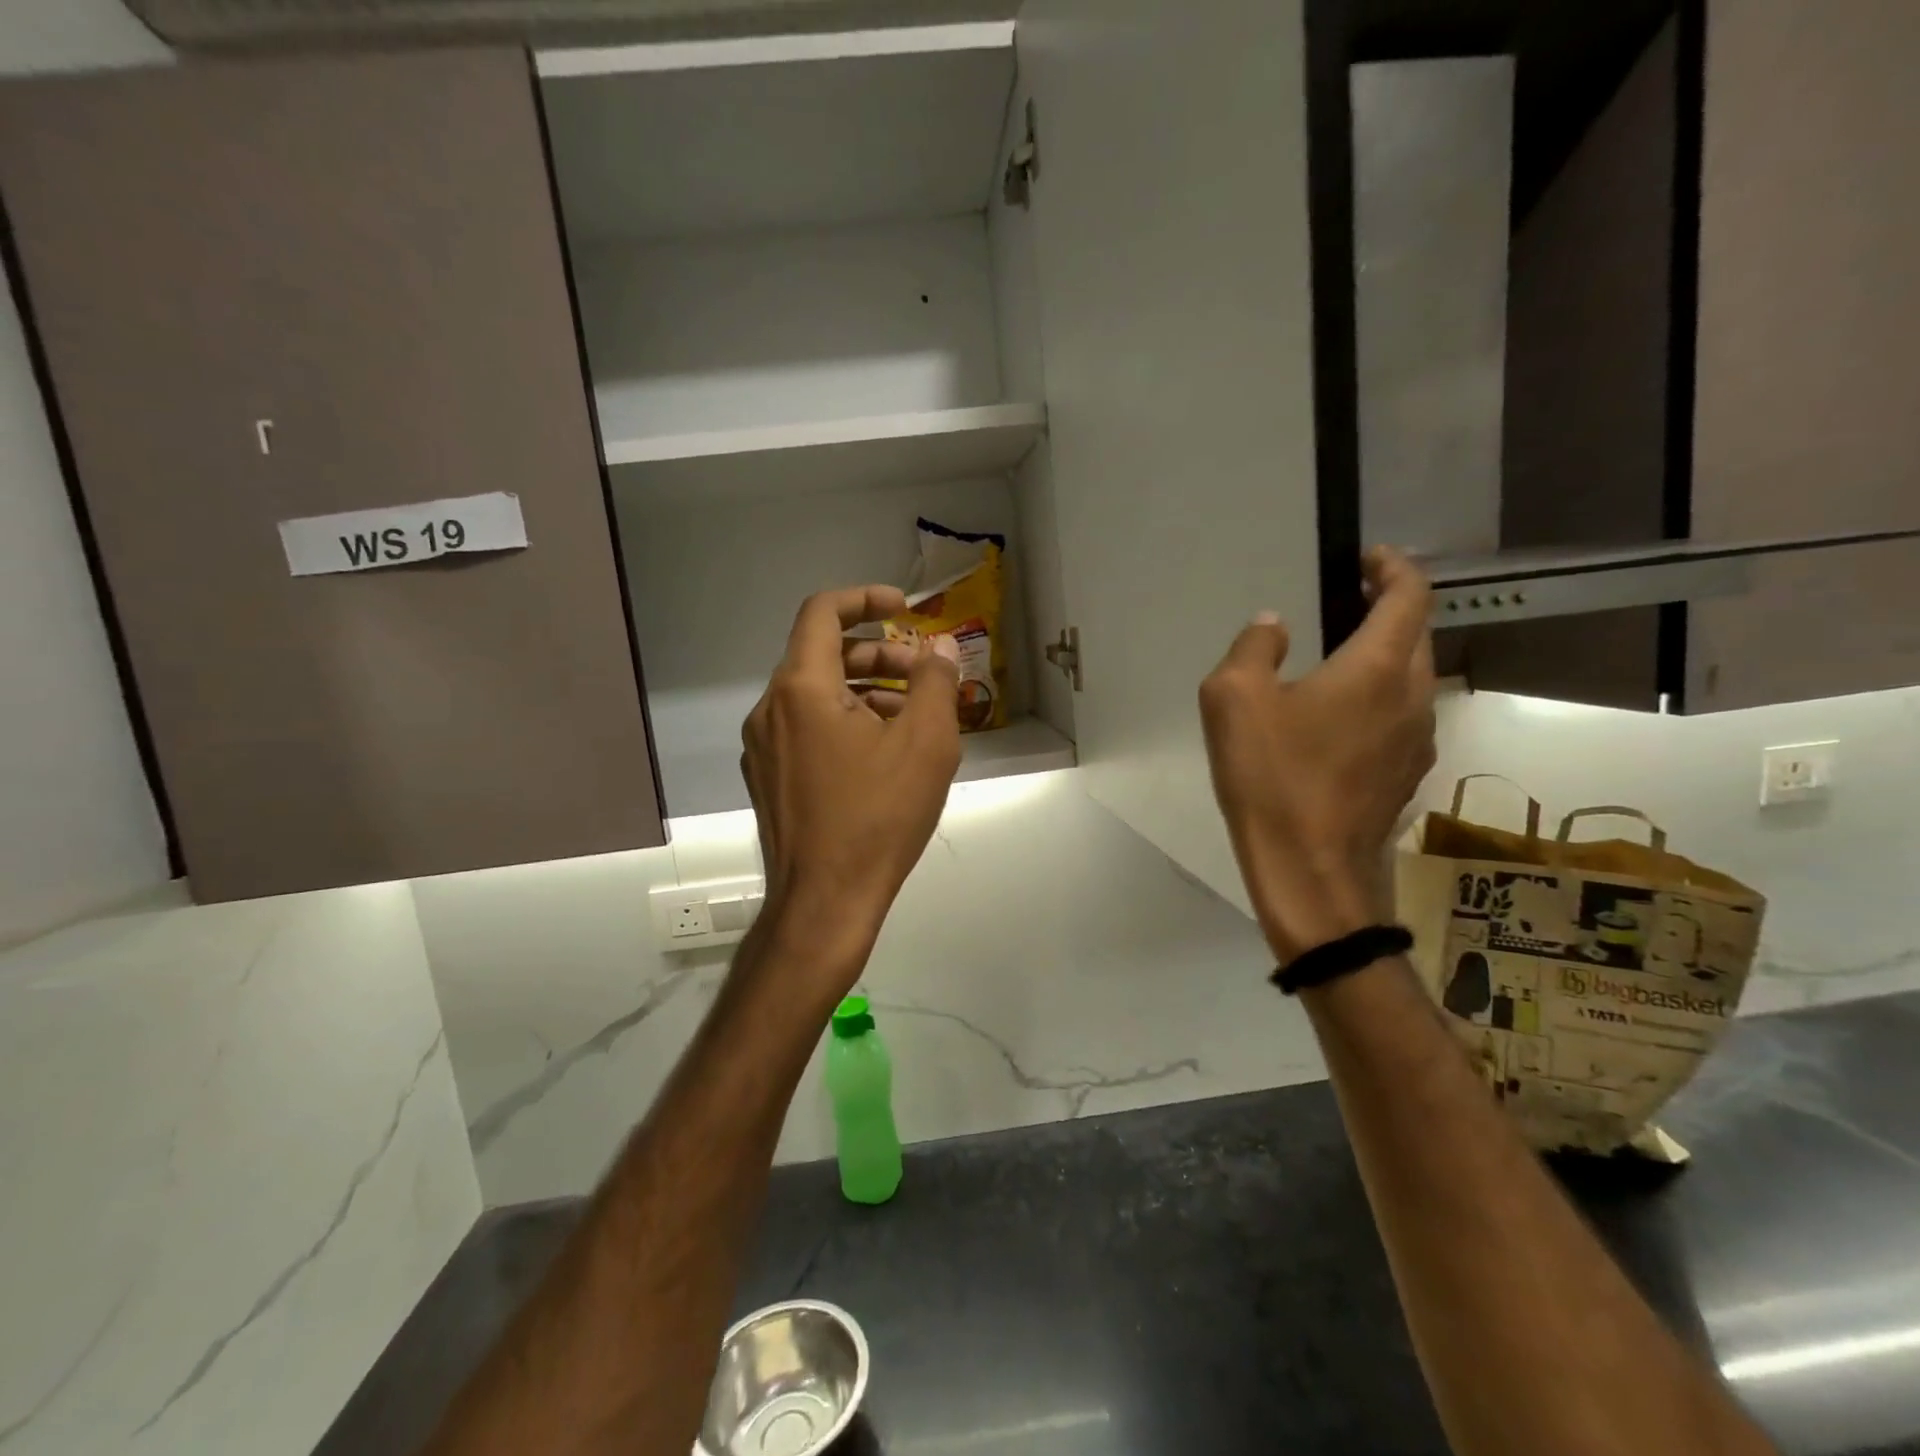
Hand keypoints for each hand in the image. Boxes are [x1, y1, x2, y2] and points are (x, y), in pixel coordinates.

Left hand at [740, 586, 961, 986]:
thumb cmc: (877, 818)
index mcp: (800, 689)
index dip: (865, 599)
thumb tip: (940, 649)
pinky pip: (807, 730)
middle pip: (822, 655)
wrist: (824, 902)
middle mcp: (769, 710)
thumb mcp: (926, 744)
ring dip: (865, 692)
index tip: (903, 609)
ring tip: (912, 720)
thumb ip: (935, 683)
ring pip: (816, 696)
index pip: (822, 613)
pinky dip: (844, 724)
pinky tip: (882, 756)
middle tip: (923, 677)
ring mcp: (763, 748)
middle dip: (878, 655)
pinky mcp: (768, 779)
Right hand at [1198, 548, 1437, 963]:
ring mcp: (1418, 740)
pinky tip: (1337, 721)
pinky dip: (1380, 700)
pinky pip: (1402, 718)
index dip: (1393, 568)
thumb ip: (1253, 648)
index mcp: (1378, 668)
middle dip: (1389, 609)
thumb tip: (1273, 626)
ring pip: (1413, 679)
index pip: (1410, 596)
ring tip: (1339, 660)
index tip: (1367, 559)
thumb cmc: (1271, 778)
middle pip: (1417, 635)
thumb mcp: (1233, 699)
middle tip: (1345, 603)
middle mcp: (1413, 696)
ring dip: (1385, 657)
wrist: (1309, 870)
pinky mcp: (1407, 775)